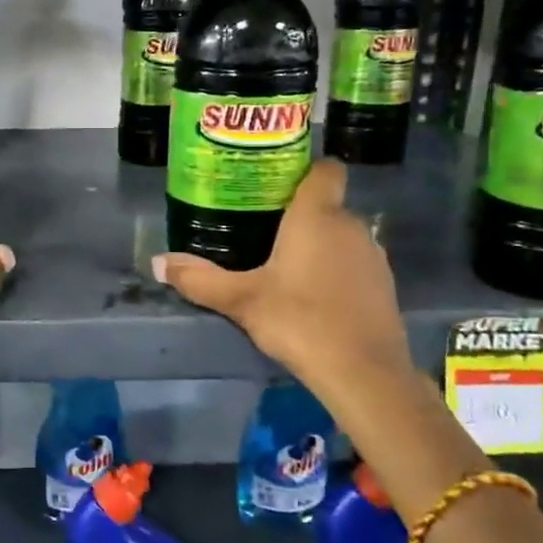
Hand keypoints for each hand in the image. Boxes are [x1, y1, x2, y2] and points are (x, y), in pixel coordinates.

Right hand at [152, 159, 413, 398]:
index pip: (325, 170)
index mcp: (317, 216)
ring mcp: (373, 255)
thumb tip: (157, 263)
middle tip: (261, 228)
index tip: (277, 183)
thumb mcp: (241, 300)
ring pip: (341, 235)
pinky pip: (354, 263)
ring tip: (284, 263)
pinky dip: (336, 270)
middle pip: (326, 205)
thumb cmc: (299, 320)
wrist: (363, 373)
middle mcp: (350, 226)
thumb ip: (199, 279)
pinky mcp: (384, 285)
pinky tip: (313, 295)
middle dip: (299, 213)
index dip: (305, 170)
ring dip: (319, 244)